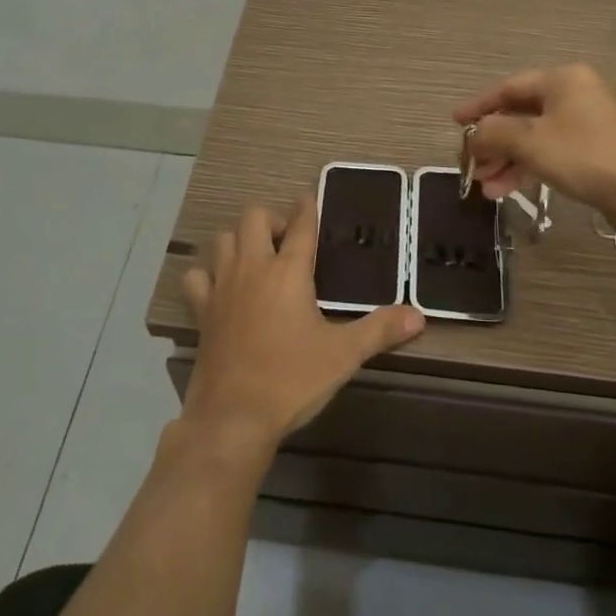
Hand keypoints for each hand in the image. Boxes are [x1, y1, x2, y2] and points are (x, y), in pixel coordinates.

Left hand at [180, 194, 424, 451]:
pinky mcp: (202, 310)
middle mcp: (253, 268)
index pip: (300, 225)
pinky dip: (207, 274)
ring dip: (239, 241)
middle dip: (271, 220)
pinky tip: (221, 288)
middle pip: (253, 217)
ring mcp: (222, 287)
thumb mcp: (344, 355)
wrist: (233, 418)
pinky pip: (197, 277)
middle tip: (287, 243)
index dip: (307, 207)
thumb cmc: (292, 379)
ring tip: (257, 260)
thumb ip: (380, 330)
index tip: (310, 198)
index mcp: (289, 271)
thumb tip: (419, 316)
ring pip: (222, 240)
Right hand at [456, 64, 615, 231]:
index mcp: (560, 80)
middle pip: (519, 115)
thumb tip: (473, 135)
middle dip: (493, 143)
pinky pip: (549, 152)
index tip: (455, 122)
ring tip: (487, 188)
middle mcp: (573, 95)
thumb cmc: (583, 155)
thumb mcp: (530, 141)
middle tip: (471, 166)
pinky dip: (527, 167)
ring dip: (507, 160)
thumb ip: (494, 133)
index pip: (507, 88)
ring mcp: (585, 123)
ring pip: (533, 137)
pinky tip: (507, 189)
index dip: (478, 106)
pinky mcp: (592, 150)